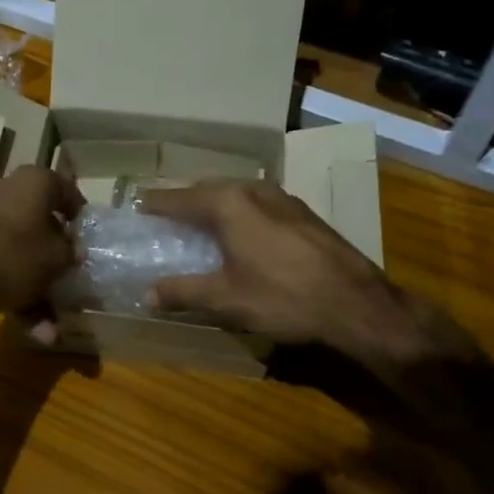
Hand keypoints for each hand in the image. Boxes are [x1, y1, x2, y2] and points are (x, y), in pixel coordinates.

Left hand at [0, 166, 83, 331]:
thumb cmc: (12, 256)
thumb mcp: (57, 259)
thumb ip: (71, 253)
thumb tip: (72, 251)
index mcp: (36, 181)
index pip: (69, 192)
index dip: (81, 218)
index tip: (87, 240)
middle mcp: (8, 188)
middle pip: (41, 220)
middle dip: (55, 251)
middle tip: (68, 271)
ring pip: (19, 246)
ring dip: (35, 278)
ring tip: (50, 317)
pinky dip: (12, 284)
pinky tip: (27, 322)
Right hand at [139, 181, 474, 370]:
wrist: (356, 303)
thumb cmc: (283, 298)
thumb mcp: (226, 299)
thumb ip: (183, 292)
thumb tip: (146, 295)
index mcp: (227, 203)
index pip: (177, 198)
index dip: (154, 205)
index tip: (136, 209)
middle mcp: (253, 189)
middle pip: (206, 190)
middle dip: (184, 203)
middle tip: (165, 220)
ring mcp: (283, 198)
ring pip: (236, 194)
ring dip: (214, 206)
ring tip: (201, 226)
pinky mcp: (303, 213)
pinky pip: (258, 204)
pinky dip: (240, 213)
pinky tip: (243, 235)